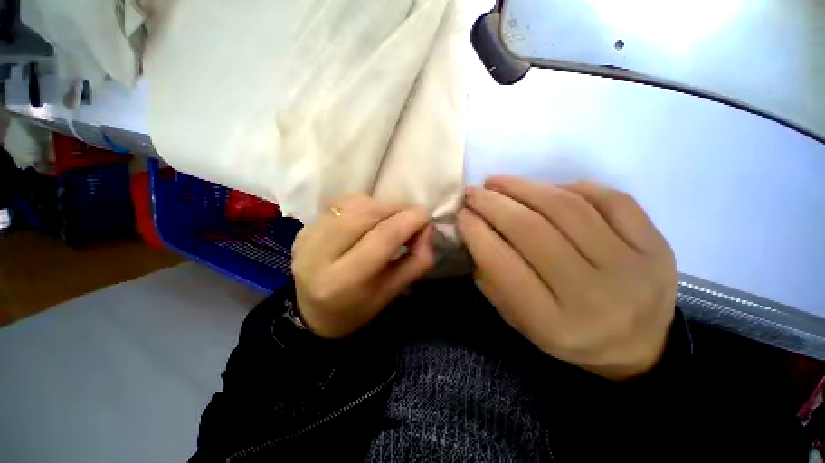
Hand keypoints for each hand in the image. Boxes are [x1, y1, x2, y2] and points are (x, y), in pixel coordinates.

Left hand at [292, 196, 434, 338]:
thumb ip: (416, 261)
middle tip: (410, 218)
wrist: (311, 313)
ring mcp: (307, 237)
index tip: (426, 217)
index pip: (383, 237)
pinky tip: (368, 221)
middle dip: (397, 209)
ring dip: (381, 206)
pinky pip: (342, 204)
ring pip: (354, 204)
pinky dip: (364, 206)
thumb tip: (427, 230)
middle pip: (367, 213)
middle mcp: (318, 254)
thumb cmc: (356, 309)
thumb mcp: (392, 292)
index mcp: (343, 281)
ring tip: (390, 220)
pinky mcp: (304, 228)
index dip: (410, 220)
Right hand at [457, 176, 676, 380]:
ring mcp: (632, 267)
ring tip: (498, 182)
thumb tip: (471, 231)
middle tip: (473, 192)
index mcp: (554, 323)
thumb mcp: (519, 319)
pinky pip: (611, 199)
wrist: (638, 346)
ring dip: (524, 187)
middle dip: (493, 204)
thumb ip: (492, 277)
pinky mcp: (656, 245)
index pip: (503, 265)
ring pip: (567, 208)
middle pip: (532, 231)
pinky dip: (571, 187)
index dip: (476, 233)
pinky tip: (547, 189)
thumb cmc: (567, 334)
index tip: (460, 214)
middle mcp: (593, 295)